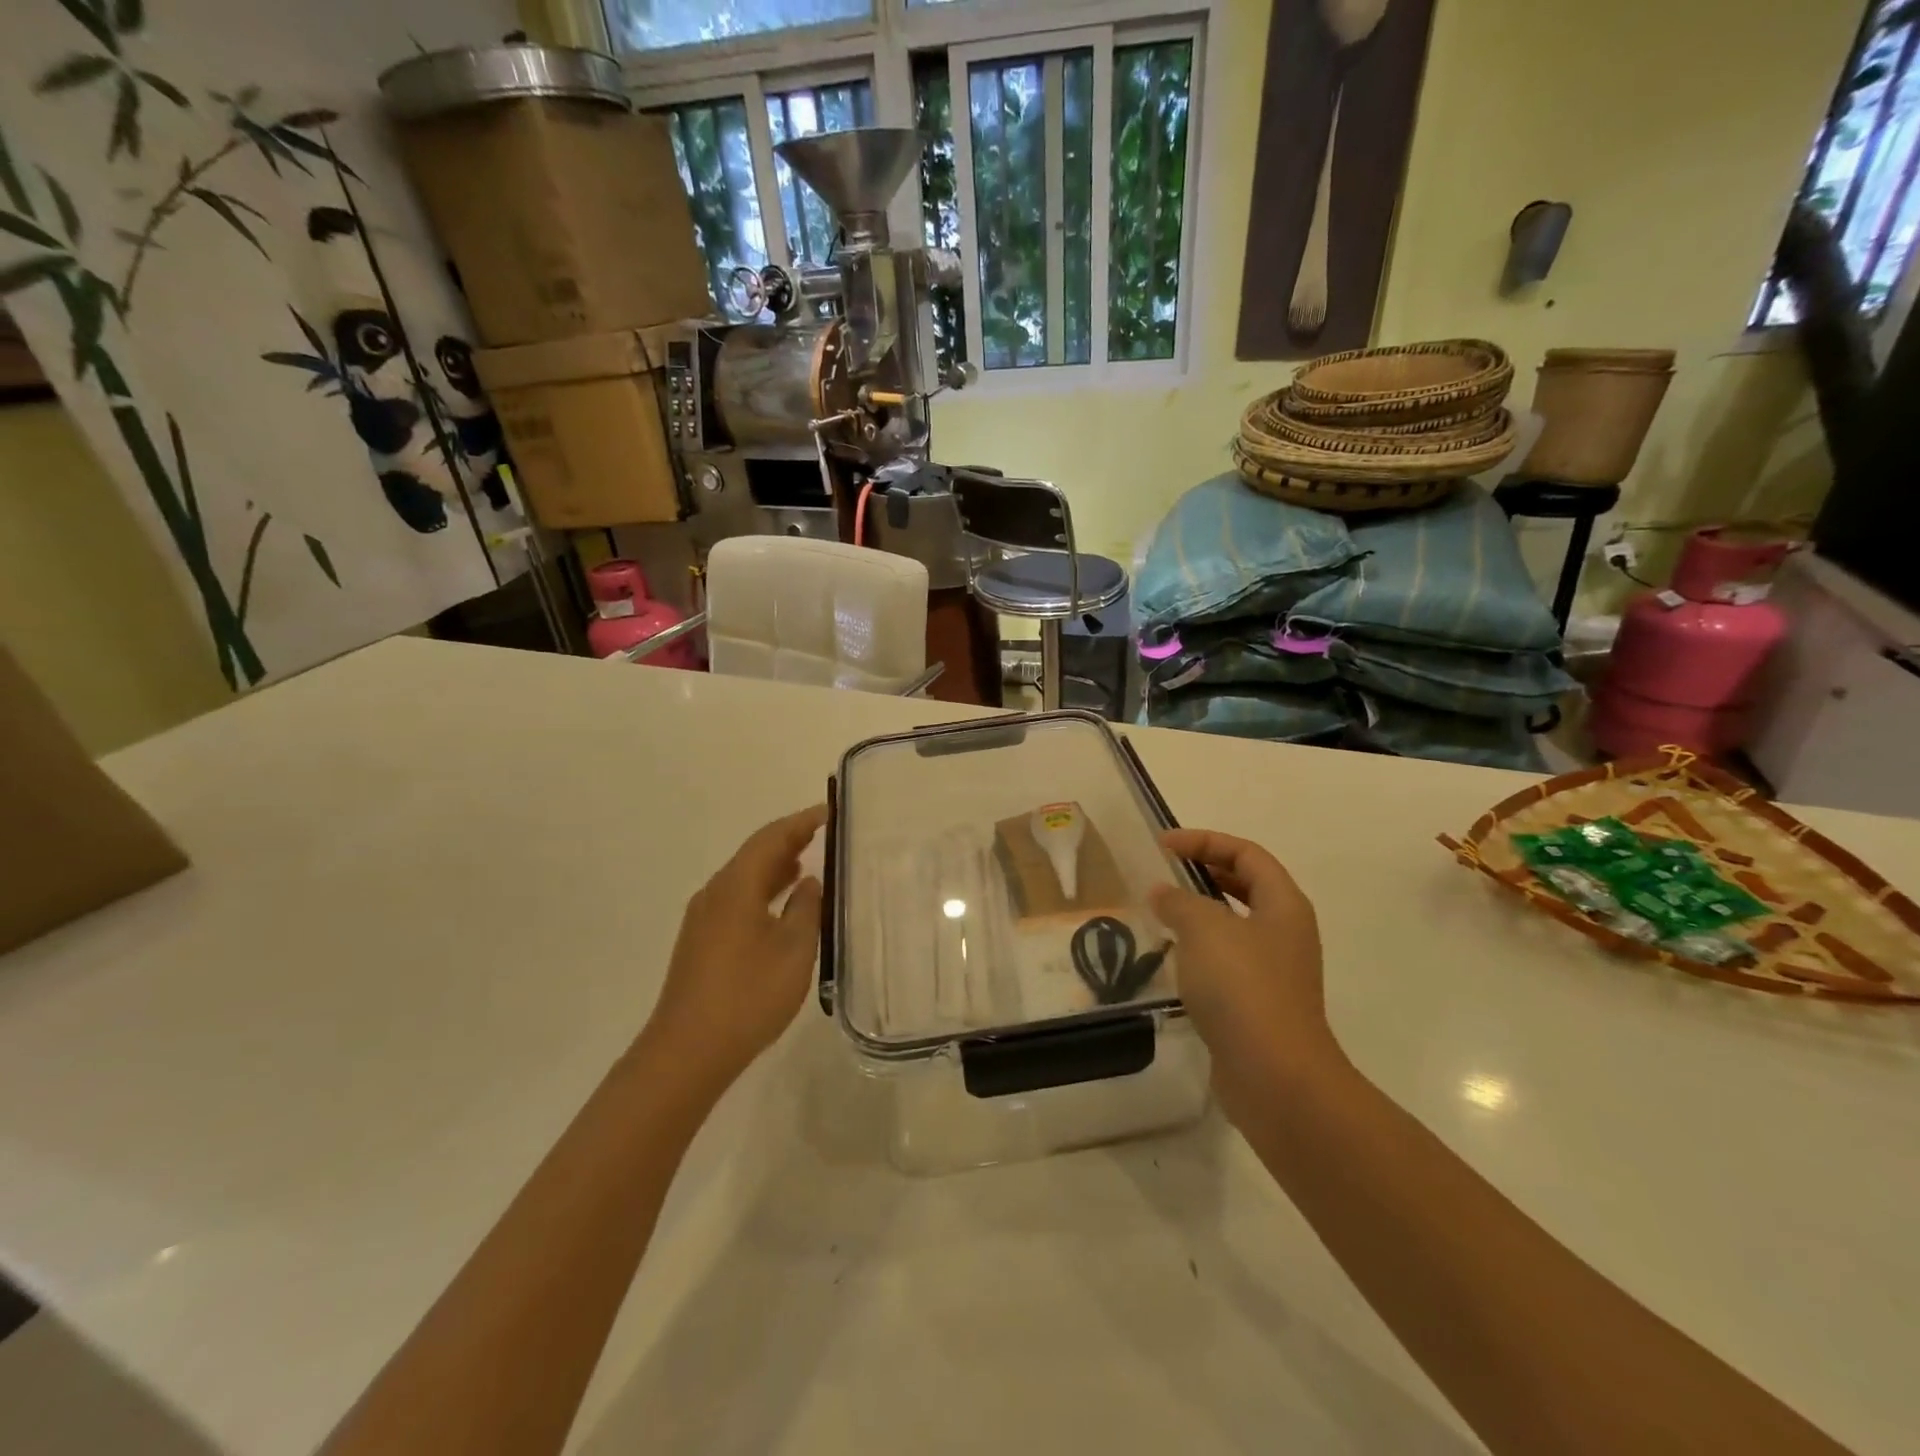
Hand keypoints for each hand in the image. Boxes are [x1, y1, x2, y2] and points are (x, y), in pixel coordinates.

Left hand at [641, 805, 827, 1093]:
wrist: (687, 1051)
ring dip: (775, 866)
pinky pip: (737, 898)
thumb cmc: (748, 996)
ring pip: (744, 877)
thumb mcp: (794, 950)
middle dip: (789, 839)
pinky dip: (763, 890)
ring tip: (808, 863)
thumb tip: (809, 882)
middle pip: (754, 853)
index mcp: (736, 886)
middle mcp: (715, 892)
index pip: (771, 838)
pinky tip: (781, 906)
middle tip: (824, 833)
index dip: (801, 821)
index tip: (830, 811)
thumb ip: (806, 909)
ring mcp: (703, 918)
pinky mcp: (701, 941)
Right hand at [1150, 829, 1341, 1107]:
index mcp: (1283, 904)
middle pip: (1245, 884)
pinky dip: (1199, 949)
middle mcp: (1285, 931)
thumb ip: (1179, 901)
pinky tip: (1172, 957)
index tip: (1162, 845)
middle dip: (1204, 870)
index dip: (1205, 841)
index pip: (1246, 854)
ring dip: (1199, 911)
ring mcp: (1274, 970)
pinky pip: (1227, 960)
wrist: (1274, 1076)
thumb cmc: (1243, 988)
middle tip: (1163, 871)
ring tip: (1161, 911)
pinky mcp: (1258, 1003)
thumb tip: (1162, 893)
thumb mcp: (1204, 929)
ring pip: (1234, 924)